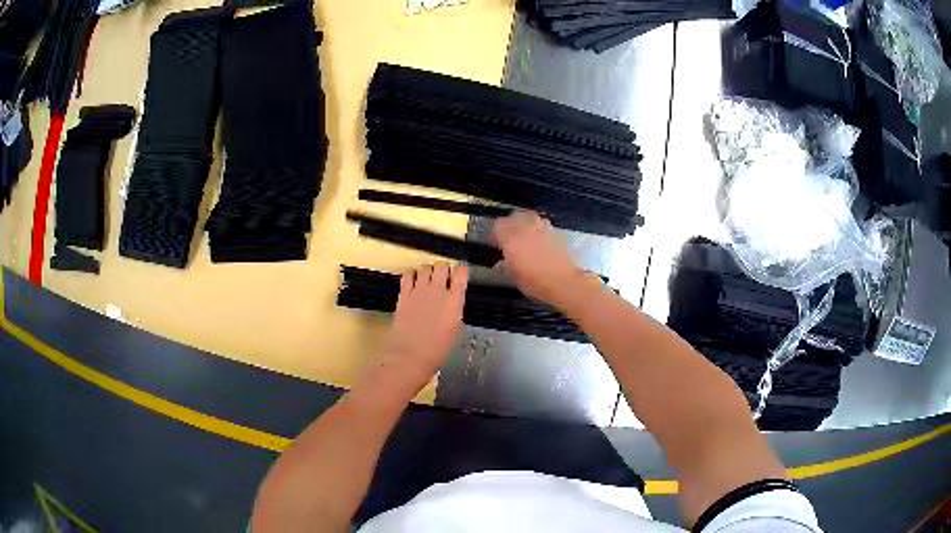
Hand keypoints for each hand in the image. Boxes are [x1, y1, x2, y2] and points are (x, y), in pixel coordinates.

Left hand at [375, 264, 467, 389]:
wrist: (411, 355)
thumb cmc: (437, 349)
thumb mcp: (455, 328)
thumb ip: (454, 308)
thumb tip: (452, 301)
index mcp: (454, 300)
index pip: (461, 273)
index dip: (461, 271)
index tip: (460, 274)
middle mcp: (438, 290)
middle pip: (442, 266)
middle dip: (444, 269)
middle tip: (443, 277)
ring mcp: (419, 290)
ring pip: (425, 267)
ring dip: (428, 271)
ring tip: (428, 279)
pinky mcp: (404, 293)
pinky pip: (408, 274)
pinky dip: (412, 274)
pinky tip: (413, 281)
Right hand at [494, 212, 585, 307]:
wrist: (562, 281)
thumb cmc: (534, 282)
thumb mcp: (513, 276)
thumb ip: (505, 264)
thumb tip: (500, 261)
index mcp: (511, 239)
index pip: (498, 225)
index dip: (496, 233)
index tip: (496, 242)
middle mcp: (526, 229)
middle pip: (514, 217)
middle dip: (510, 224)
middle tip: (509, 237)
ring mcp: (542, 228)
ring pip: (529, 216)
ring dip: (524, 222)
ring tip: (524, 234)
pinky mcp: (554, 232)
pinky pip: (542, 223)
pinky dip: (538, 227)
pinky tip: (539, 238)